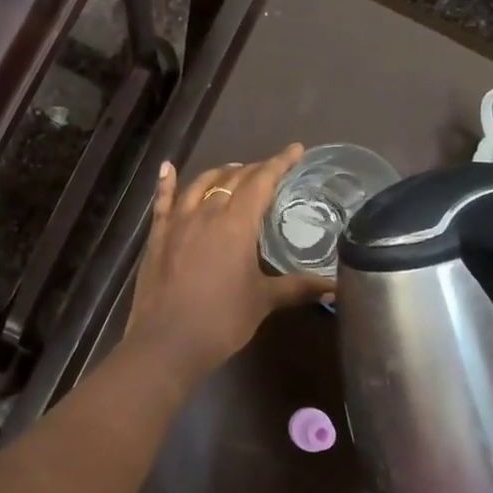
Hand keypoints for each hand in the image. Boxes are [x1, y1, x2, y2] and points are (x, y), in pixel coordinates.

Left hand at [123, 145, 332, 387]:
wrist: (167, 342)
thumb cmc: (221, 320)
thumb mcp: (263, 301)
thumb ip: (298, 288)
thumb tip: (335, 287)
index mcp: (236, 223)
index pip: (262, 181)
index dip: (280, 163)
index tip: (296, 150)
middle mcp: (206, 212)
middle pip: (232, 180)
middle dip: (254, 170)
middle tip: (270, 169)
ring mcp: (177, 222)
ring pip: (200, 185)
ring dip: (219, 174)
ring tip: (234, 171)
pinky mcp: (157, 236)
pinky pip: (163, 201)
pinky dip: (167, 182)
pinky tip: (167, 168)